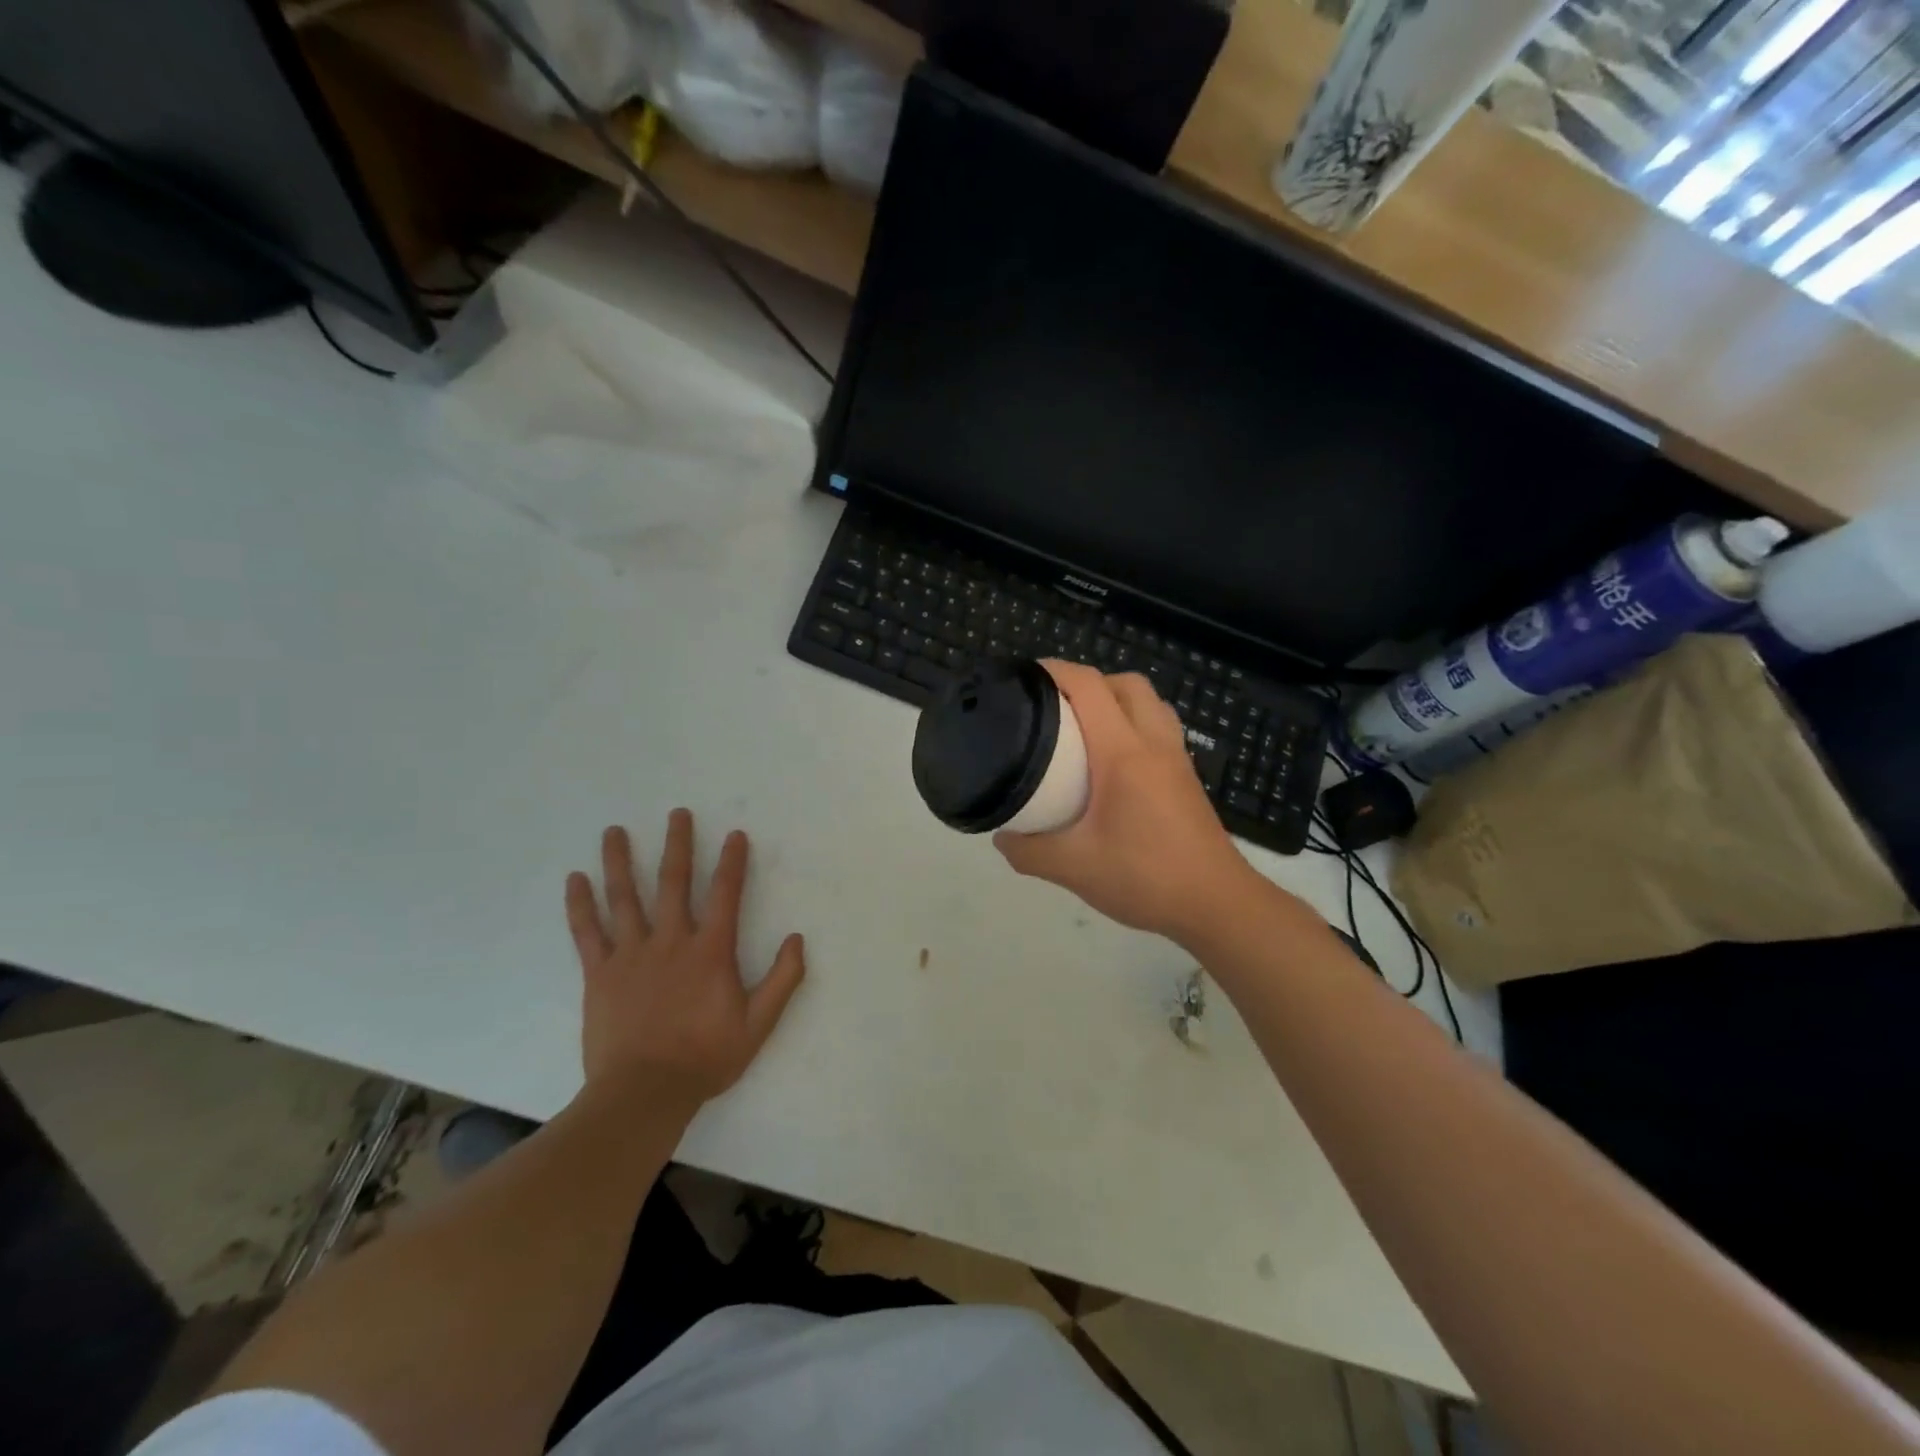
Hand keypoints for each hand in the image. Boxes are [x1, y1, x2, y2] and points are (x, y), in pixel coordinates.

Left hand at [564, 811, 806, 1108]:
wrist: (644, 1093)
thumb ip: (782, 980)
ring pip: (625, 898)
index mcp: (710, 951)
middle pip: (674, 883)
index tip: (735, 835)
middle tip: (677, 814)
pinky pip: (588, 932)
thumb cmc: (705, 1057)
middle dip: (678, 845)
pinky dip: (580, 904)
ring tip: (614, 831)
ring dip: (621, 861)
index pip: (726, 894)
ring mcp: (631, 955)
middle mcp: (671, 941)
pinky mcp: (600, 974)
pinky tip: (575, 879)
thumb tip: (797, 939)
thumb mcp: (759, 1024)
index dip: (733, 862)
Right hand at [994, 661, 1267, 944]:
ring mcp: (1177, 759)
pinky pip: (1161, 728)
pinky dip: (1135, 724)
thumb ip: (1029, 851)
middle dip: (1089, 682)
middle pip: (1127, 684)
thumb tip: (1003, 837)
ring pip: (1150, 703)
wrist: (1216, 904)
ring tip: (1085, 729)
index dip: (1056, 671)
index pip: (1090, 687)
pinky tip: (1114, 763)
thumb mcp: (1074, 868)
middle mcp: (1154, 744)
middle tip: (1057, 707)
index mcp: (1123, 753)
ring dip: (1117, 700)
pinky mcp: (1188, 778)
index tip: (1025, 677)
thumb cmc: (1146, 877)